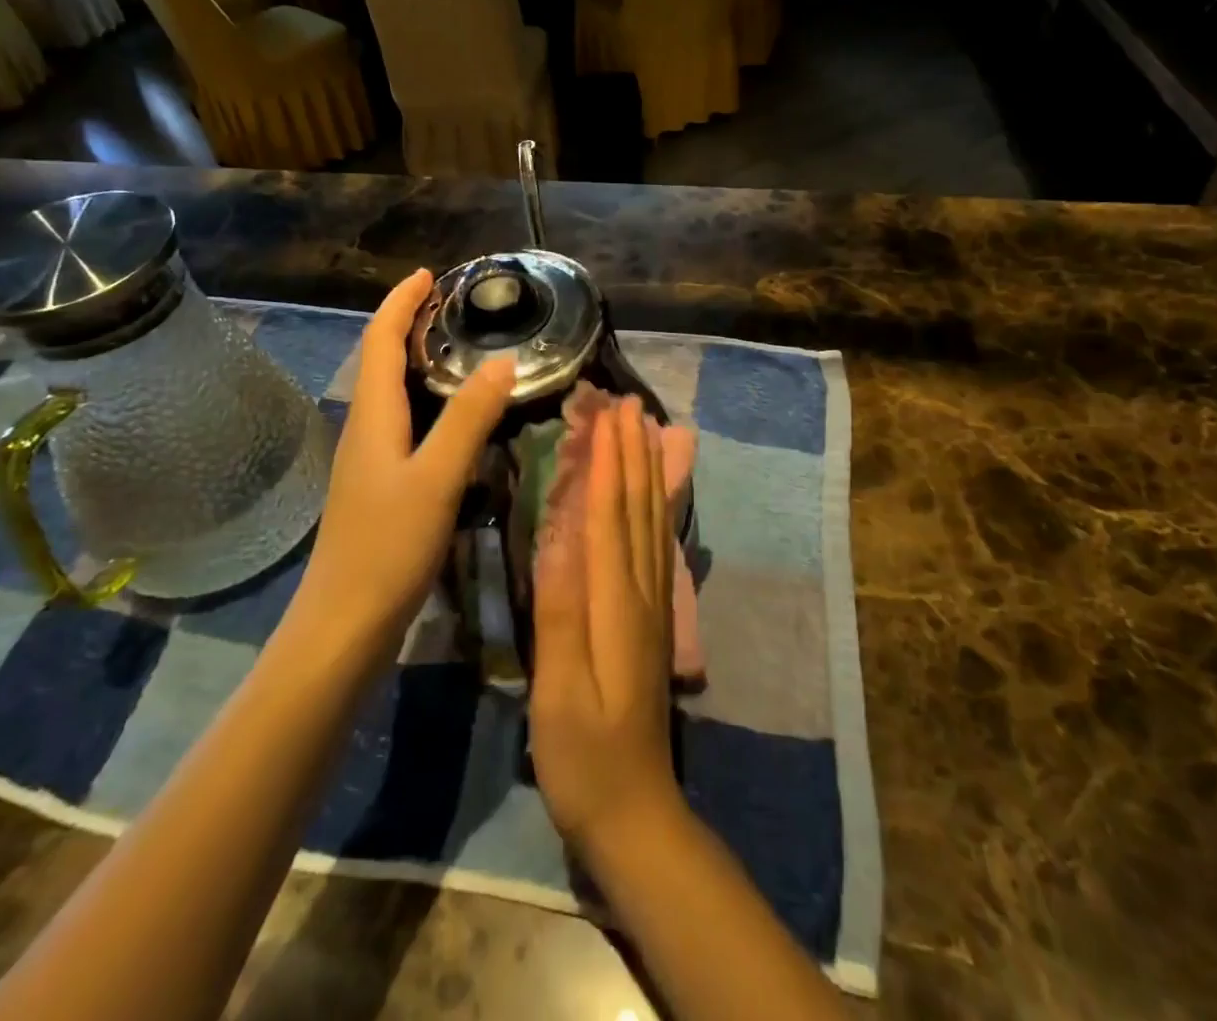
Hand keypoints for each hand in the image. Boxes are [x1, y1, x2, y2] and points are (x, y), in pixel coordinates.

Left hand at [296, 270, 514, 654]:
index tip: (430, 274)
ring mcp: (369, 460)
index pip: (379, 339)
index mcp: (372, 416)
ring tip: (462, 350)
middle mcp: (365, 429)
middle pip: (381, 360)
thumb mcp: (437, 478)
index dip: (401, 302)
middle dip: (410, 324)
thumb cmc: (387, 546)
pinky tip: (454, 418)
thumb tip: (503, 361)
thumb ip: (469, 418)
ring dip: (418, 361)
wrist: (343, 626)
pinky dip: (426, 401)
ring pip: (392, 393)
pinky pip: (403, 423)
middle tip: (456, 307)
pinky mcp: (379, 486)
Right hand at [530, 397, 685, 856]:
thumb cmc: (583, 755)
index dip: (609, 462)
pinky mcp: (654, 620)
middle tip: (629, 403)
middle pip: (638, 509)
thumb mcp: (559, 690)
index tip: (607, 414)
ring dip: (649, 472)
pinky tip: (654, 495)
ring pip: (653, 522)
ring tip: (646, 430)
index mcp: (615, 604)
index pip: (611, 516)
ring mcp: (654, 606)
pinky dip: (656, 508)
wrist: (635, 813)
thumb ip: (560, 611)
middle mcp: (642, 593)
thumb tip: (559, 535)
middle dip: (633, 452)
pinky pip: (657, 548)